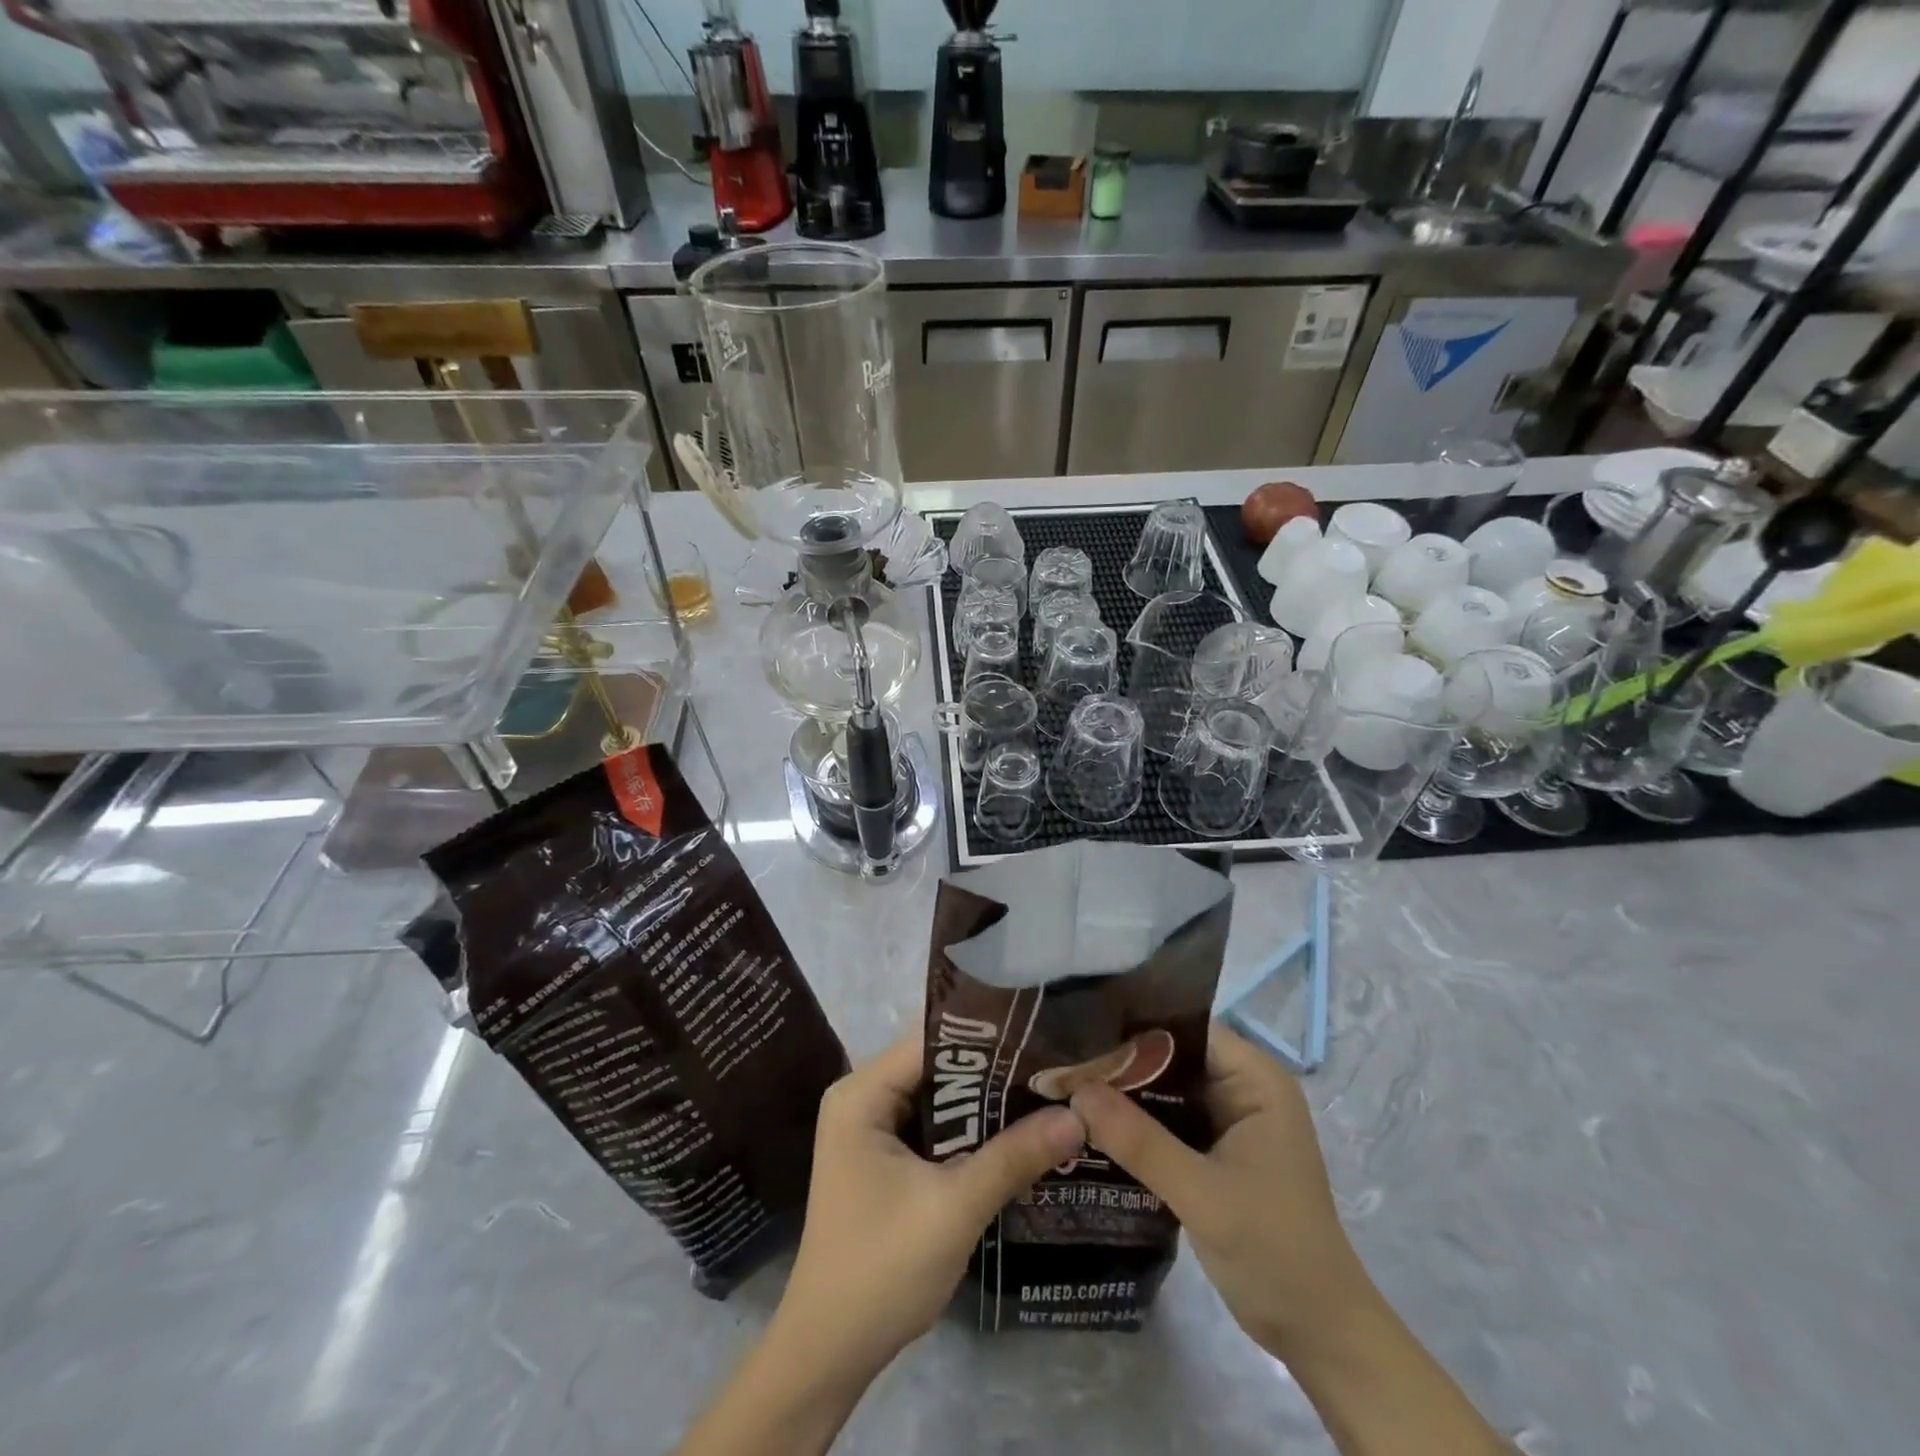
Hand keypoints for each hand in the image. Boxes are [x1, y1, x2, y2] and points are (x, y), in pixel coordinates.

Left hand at [771, 1034, 1086, 1384]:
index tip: (1043, 1036)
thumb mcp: (954, 1208)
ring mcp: (872, 1130)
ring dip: (987, 1103)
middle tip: (1056, 1067)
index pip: (932, 1041)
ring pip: (941, 1099)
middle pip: (937, 1067)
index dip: (988, 1036)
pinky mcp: (885, 1160)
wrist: (829, 1355)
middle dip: (994, 1071)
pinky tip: (1018, 1134)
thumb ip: (1014, 1157)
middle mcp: (863, 1098)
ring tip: (1049, 1093)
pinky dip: (972, 1132)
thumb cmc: (880, 1270)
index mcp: (862, 1093)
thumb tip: (1078, 1118)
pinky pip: (936, 1129)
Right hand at [1070, 1020, 1366, 1359]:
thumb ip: (1139, 1141)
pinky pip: (1167, 1120)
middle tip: (1062, 1061)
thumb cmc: (1275, 1251)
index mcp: (1255, 1079)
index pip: (1185, 1028)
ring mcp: (1229, 1120)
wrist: (1319, 1334)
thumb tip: (1077, 1091)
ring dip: (1123, 1093)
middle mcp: (1242, 1087)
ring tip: (1065, 1085)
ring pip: (1165, 1089)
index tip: (1079, 1033)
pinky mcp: (1215, 1150)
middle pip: (1171, 1055)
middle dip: (1120, 1061)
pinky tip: (1092, 1124)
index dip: (1133, 1027)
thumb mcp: (1202, 1194)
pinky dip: (1135, 1123)